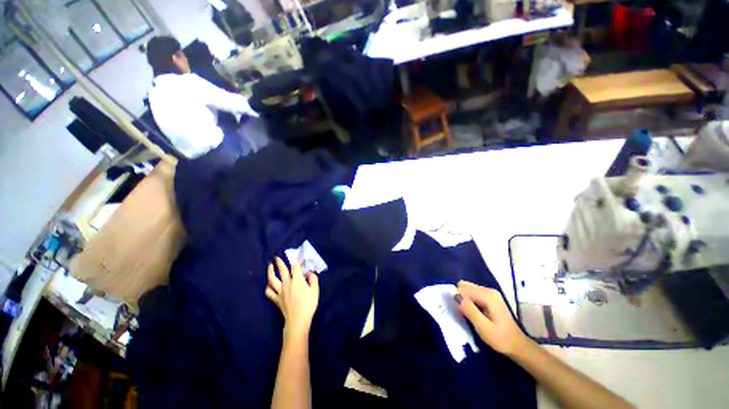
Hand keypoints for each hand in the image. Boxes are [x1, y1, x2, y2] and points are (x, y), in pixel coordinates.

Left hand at [266, 257, 319, 337]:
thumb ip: (313, 279)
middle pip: (281, 270)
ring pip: (272, 279)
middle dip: (279, 262)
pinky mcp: (276, 299)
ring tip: (270, 266)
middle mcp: (286, 283)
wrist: (298, 320)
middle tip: (277, 257)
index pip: (296, 266)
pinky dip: (268, 287)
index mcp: (297, 279)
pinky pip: (269, 292)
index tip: (301, 259)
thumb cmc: (308, 304)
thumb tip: (309, 273)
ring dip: (270, 271)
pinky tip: (269, 285)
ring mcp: (279, 291)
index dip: (298, 261)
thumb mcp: (315, 290)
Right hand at [455, 280, 530, 356]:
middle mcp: (489, 290)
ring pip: (468, 289)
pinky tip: (473, 312)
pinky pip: (473, 293)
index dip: (458, 299)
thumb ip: (469, 310)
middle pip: (465, 286)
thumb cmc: (500, 339)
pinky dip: (469, 301)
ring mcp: (490, 293)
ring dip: (464, 300)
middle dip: (460, 297)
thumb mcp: (483, 327)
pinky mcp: (490, 297)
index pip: (463, 288)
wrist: (518, 346)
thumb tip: (455, 296)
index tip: (459, 312)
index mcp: (488, 295)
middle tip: (464, 313)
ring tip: (468, 314)